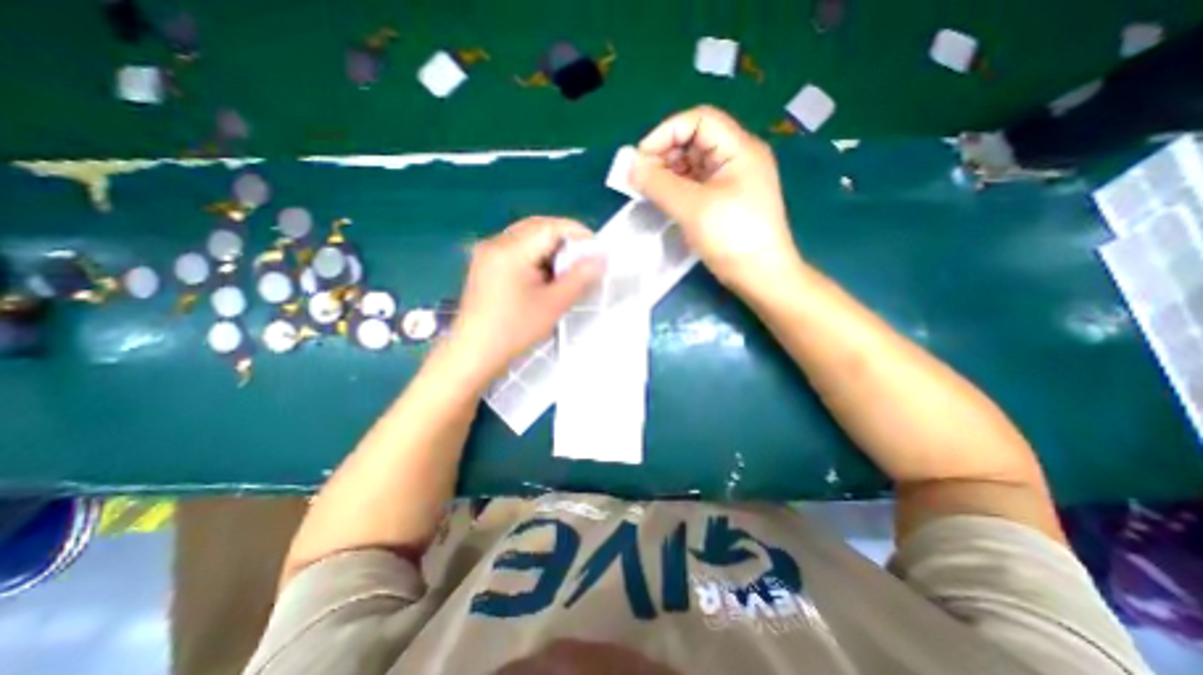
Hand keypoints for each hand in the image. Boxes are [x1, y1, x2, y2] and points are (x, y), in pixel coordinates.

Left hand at [448, 219, 605, 381]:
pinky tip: (544, 276)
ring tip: (566, 270)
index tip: (597, 252)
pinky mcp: (485, 264)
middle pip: (538, 227)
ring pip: (527, 237)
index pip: (552, 227)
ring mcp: (487, 253)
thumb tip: (600, 257)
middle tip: (584, 260)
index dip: (579, 234)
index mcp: (511, 249)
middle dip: (565, 240)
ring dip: (551, 248)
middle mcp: (496, 242)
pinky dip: (536, 256)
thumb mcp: (553, 304)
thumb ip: (580, 277)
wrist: (473, 353)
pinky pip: (516, 249)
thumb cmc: (514, 330)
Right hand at [625, 103, 800, 291]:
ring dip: (669, 173)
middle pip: (695, 140)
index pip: (698, 120)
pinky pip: (698, 184)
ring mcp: (733, 181)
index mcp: (739, 149)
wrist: (761, 276)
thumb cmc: (732, 238)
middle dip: (665, 154)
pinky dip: (678, 188)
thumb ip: (659, 184)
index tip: (641, 159)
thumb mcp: (693, 208)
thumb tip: (630, 167)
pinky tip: (665, 200)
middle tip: (641, 179)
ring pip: (694, 164)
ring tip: (649, 191)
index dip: (666, 132)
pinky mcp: (726, 200)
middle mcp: (738, 158)